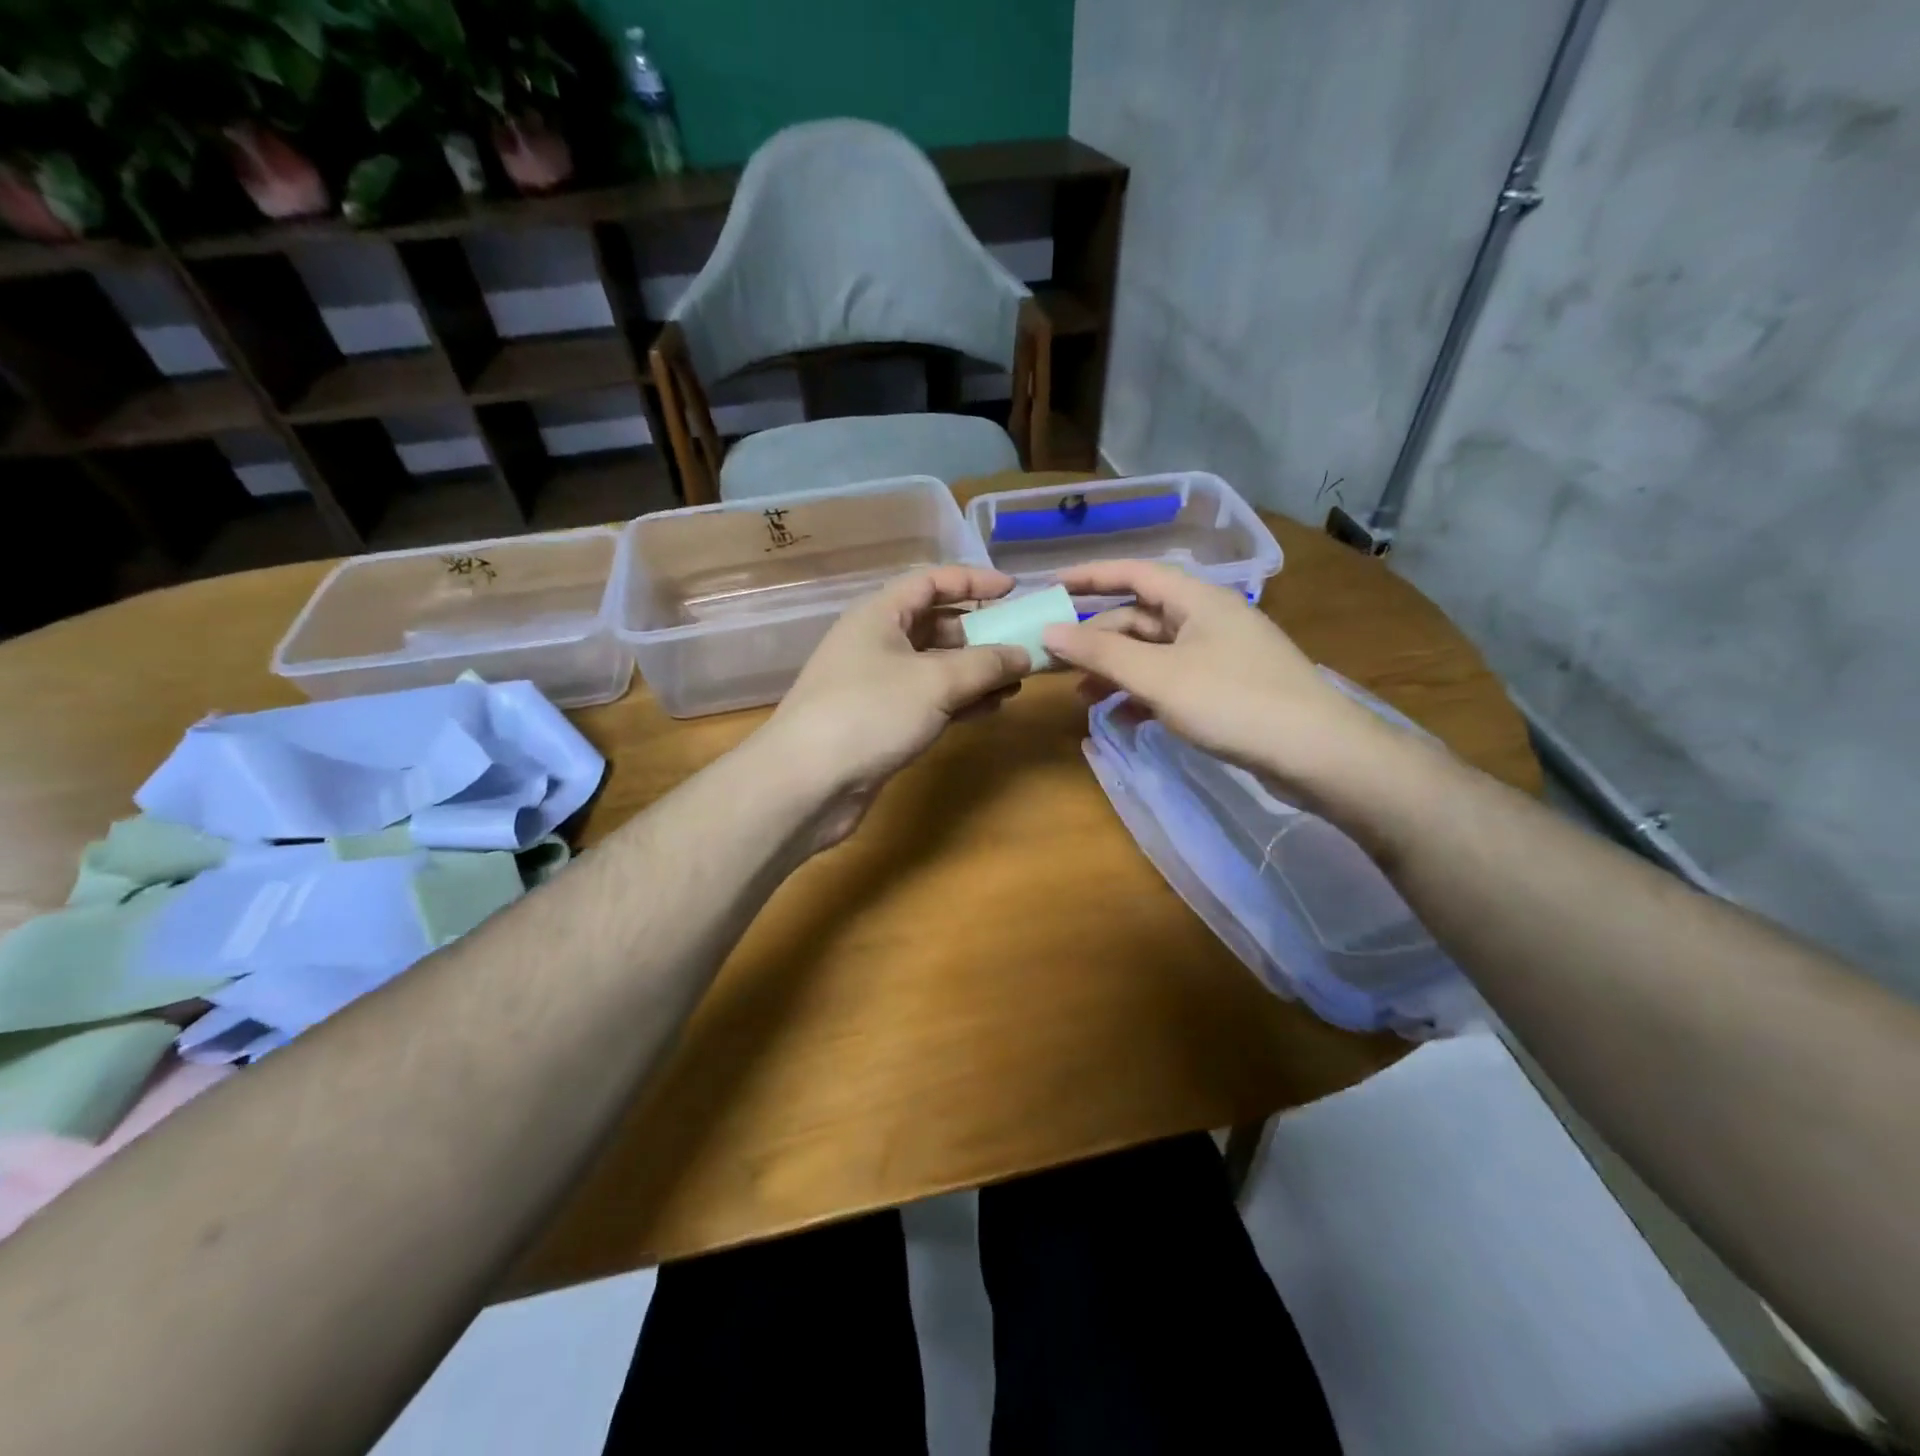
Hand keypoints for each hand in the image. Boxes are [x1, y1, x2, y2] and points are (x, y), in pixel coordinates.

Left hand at [760, 565, 1032, 846]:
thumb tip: (1024, 655)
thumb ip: (986, 664)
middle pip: (936, 625)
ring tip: (1017, 681)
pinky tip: (991, 707)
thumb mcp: (936, 681)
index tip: (1013, 590)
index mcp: (880, 614)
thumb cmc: (870, 713)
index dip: (973, 581)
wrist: (807, 783)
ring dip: (976, 672)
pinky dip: (960, 700)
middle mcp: (877, 642)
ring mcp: (878, 684)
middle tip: (1023, 645)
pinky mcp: (882, 721)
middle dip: (981, 633)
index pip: (931, 581)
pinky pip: (930, 700)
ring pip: (936, 666)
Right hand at [1041, 560, 1388, 797]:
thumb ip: (1101, 653)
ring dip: (1116, 670)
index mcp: (1197, 599)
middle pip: (1140, 616)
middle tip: (1057, 663)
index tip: (1050, 586)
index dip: (1090, 576)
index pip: (1133, 573)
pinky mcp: (1227, 688)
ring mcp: (1220, 654)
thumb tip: (1050, 631)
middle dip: (1097, 638)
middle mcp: (1208, 618)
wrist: (1316, 753)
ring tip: (1082, 698)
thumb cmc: (1232, 701)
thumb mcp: (1158, 676)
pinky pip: (1172, 680)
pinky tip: (1122, 719)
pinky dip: (1143, 694)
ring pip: (1154, 653)